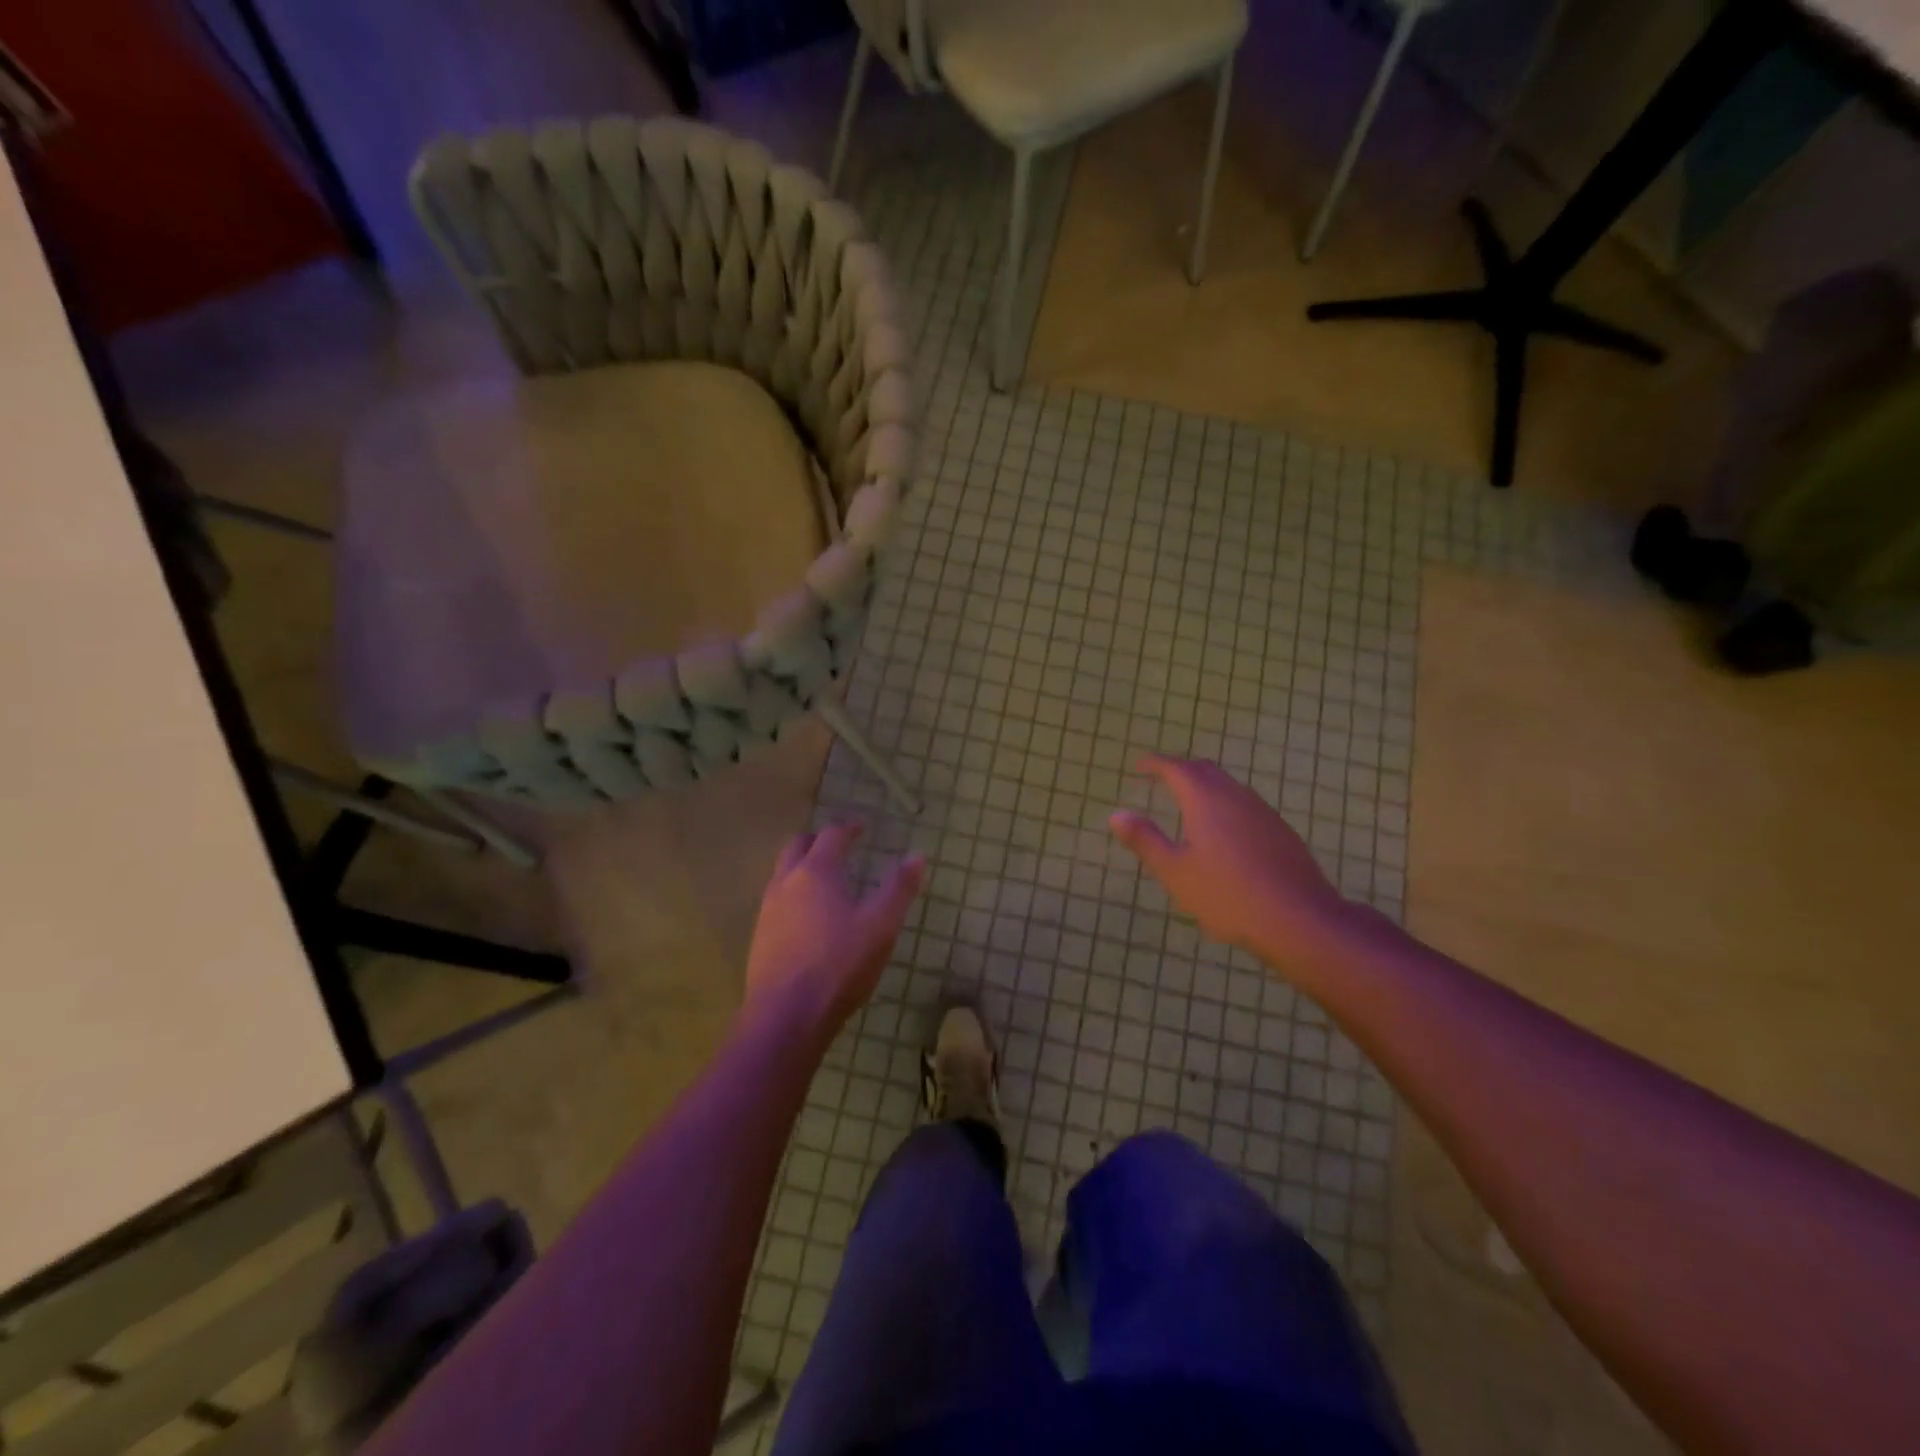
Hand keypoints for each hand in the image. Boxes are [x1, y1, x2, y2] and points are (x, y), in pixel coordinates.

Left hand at [744, 823, 924, 1041]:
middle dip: (818, 840)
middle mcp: (786, 882)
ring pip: (782, 874)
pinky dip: (793, 895)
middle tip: (838, 845)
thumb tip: (917, 855)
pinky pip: (776, 901)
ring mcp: (767, 910)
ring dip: (802, 867)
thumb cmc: (839, 965)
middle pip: (797, 846)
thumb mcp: (881, 926)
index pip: (831, 835)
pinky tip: (808, 918)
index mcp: (816, 872)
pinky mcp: (759, 937)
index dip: (848, 828)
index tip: (861, 827)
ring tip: (825, 881)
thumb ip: (899, 888)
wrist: (786, 1017)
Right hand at [1109, 755, 1352, 963]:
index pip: (1176, 768)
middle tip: (1162, 780)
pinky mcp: (1280, 831)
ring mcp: (1262, 812)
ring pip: (1229, 786)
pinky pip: (1245, 804)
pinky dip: (1225, 804)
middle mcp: (1235, 796)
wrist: (1298, 919)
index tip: (1140, 766)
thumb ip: (1145, 840)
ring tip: (1189, 804)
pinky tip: (1224, 831)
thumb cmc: (1227, 895)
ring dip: (1206, 786)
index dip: (1156, 764)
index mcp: (1205, 800)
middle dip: (1181, 770)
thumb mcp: (1175, 871)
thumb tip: (1117, 814)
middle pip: (1205, 770)